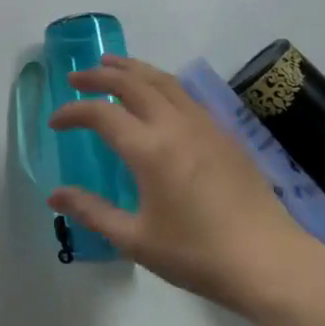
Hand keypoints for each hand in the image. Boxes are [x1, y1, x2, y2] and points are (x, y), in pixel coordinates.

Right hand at [48, 56, 324, 319]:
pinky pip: (185, 94)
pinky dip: (160, 83)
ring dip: (132, 69)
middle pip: (132, 83)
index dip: (73, 112)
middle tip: (77, 77)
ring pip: (163, 80)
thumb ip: (93, 212)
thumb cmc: (197, 255)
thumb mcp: (136, 240)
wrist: (269, 262)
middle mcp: (175, 126)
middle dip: (100, 75)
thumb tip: (55, 195)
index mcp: (150, 150)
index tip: (56, 122)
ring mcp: (204, 125)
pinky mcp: (225, 134)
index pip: (102, 114)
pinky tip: (157, 93)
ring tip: (112, 64)